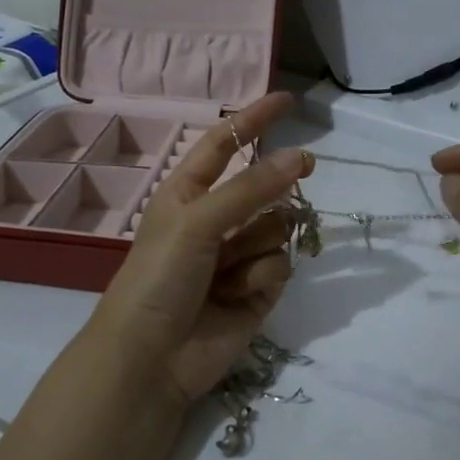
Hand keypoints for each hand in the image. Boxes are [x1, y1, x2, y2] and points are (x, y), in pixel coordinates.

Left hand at [89, 92, 313, 408]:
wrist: (151, 358)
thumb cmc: (160, 276)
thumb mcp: (198, 221)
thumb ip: (251, 188)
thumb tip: (301, 157)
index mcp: (188, 193)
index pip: (224, 145)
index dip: (253, 120)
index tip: (289, 101)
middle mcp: (215, 220)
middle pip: (265, 187)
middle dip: (278, 184)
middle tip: (308, 168)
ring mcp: (237, 256)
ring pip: (278, 228)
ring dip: (258, 245)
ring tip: (227, 273)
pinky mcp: (257, 291)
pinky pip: (280, 266)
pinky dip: (261, 278)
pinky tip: (237, 298)